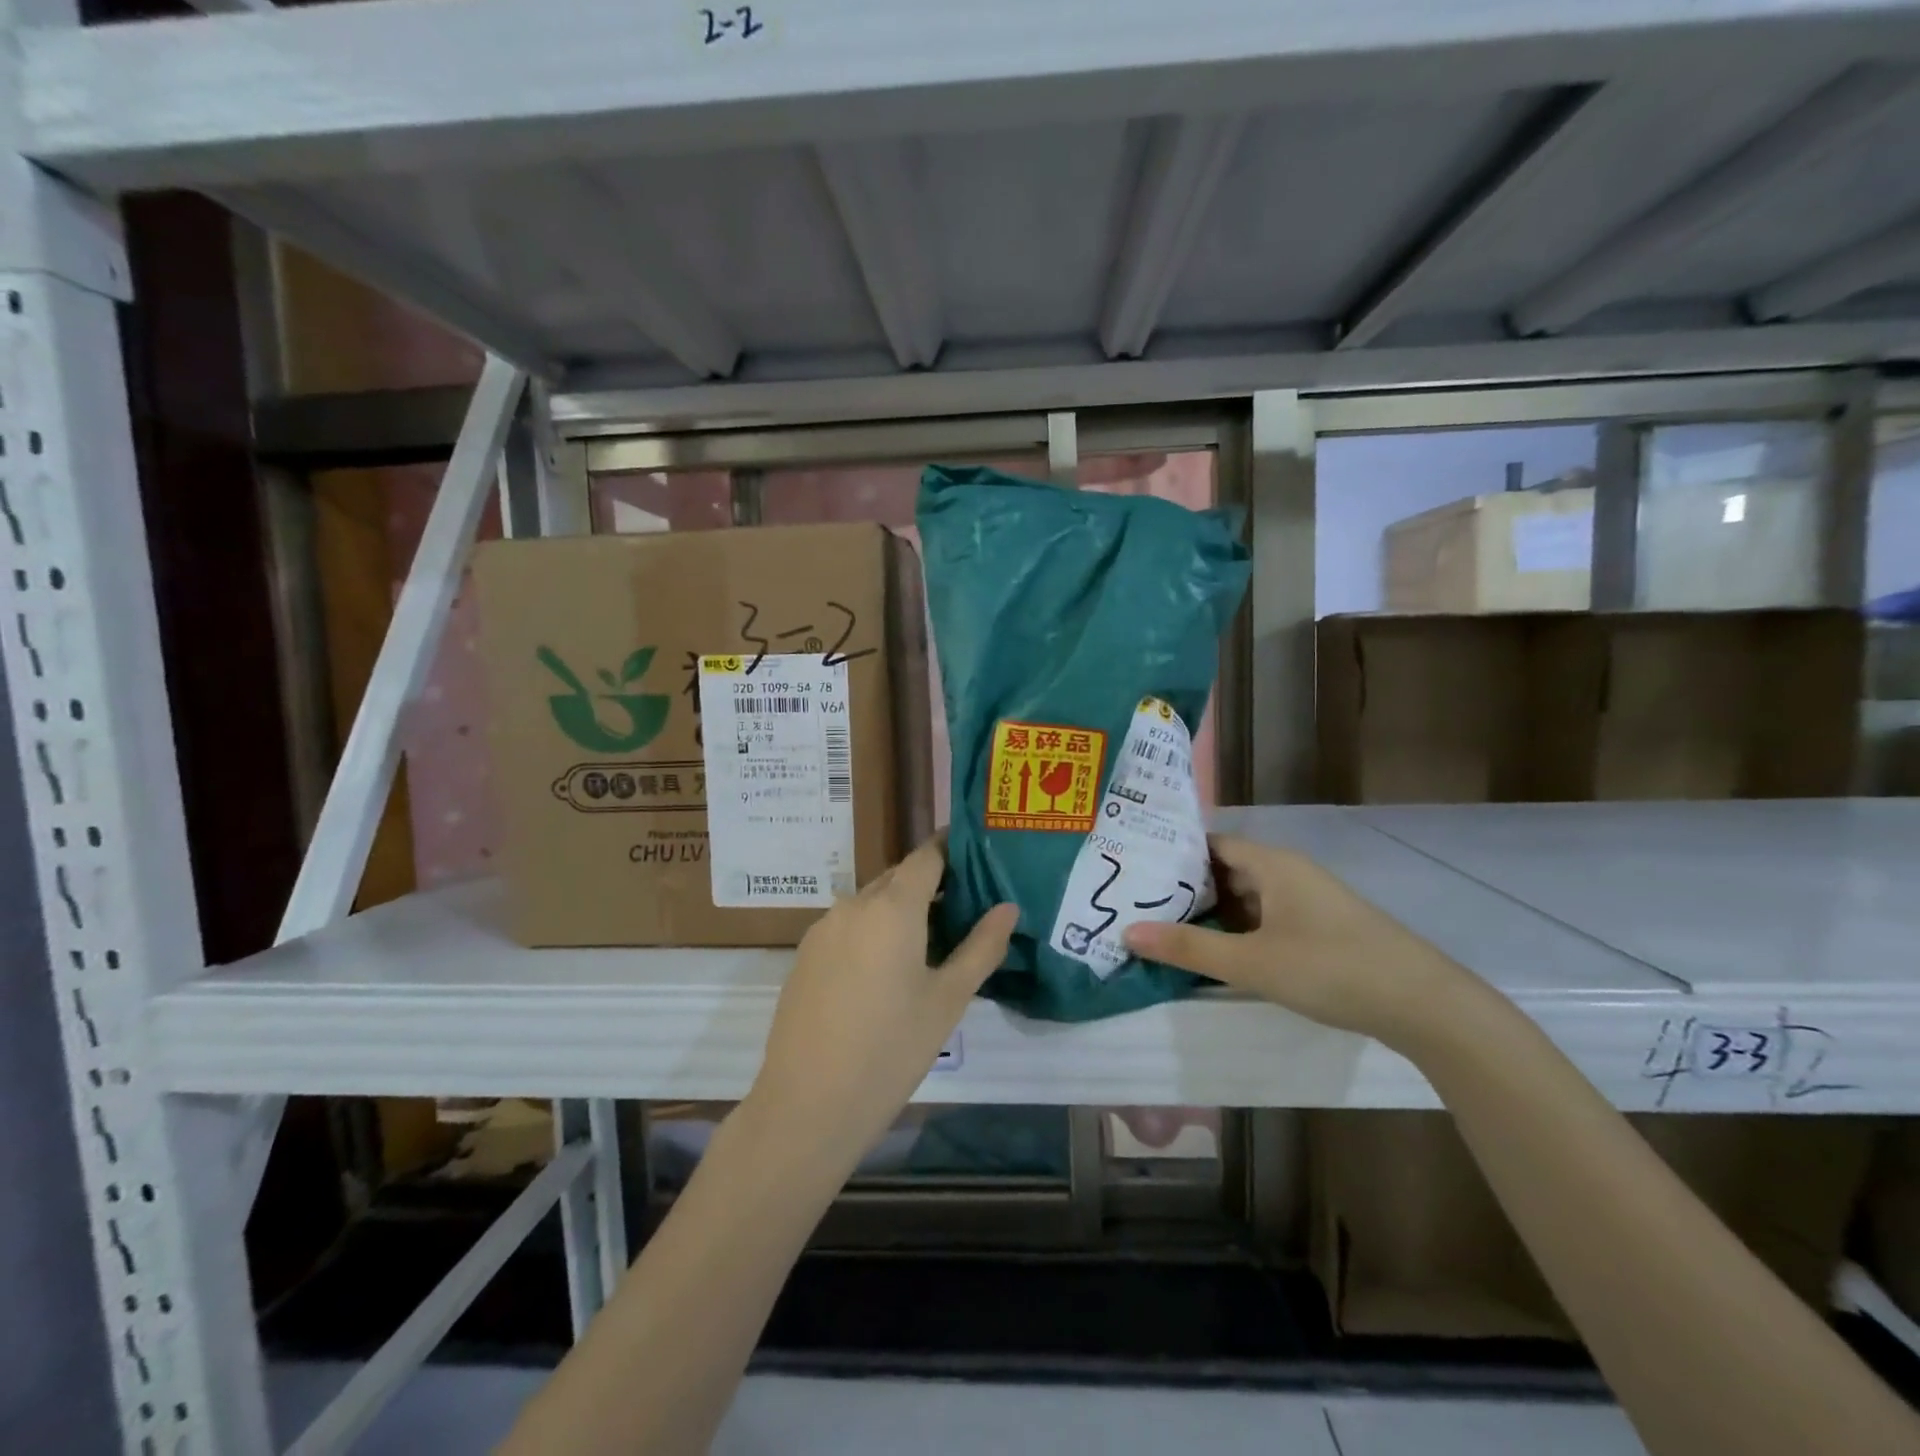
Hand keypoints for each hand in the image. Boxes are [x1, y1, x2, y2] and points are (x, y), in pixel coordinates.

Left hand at [744, 838, 1017, 1175]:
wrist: (808, 1105)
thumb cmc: (891, 1050)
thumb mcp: (948, 1000)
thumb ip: (982, 947)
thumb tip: (1008, 907)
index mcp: (892, 907)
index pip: (927, 855)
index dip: (952, 848)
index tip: (978, 854)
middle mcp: (853, 905)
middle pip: (898, 878)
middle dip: (931, 885)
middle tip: (966, 909)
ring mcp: (823, 929)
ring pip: (871, 903)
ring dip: (901, 911)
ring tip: (931, 945)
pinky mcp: (805, 955)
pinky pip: (848, 927)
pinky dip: (873, 932)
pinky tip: (886, 973)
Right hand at [1124, 833, 1471, 1049]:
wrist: (1424, 1005)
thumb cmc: (1331, 968)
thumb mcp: (1252, 962)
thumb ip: (1189, 948)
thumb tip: (1127, 933)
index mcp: (1273, 864)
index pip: (1211, 844)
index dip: (1173, 853)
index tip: (1134, 868)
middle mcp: (1289, 873)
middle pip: (1227, 871)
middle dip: (1186, 888)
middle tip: (1139, 903)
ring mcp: (1308, 902)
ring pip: (1247, 898)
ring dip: (1212, 913)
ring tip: (1166, 929)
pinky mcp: (1321, 930)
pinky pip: (1266, 919)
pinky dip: (1239, 931)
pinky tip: (1216, 954)